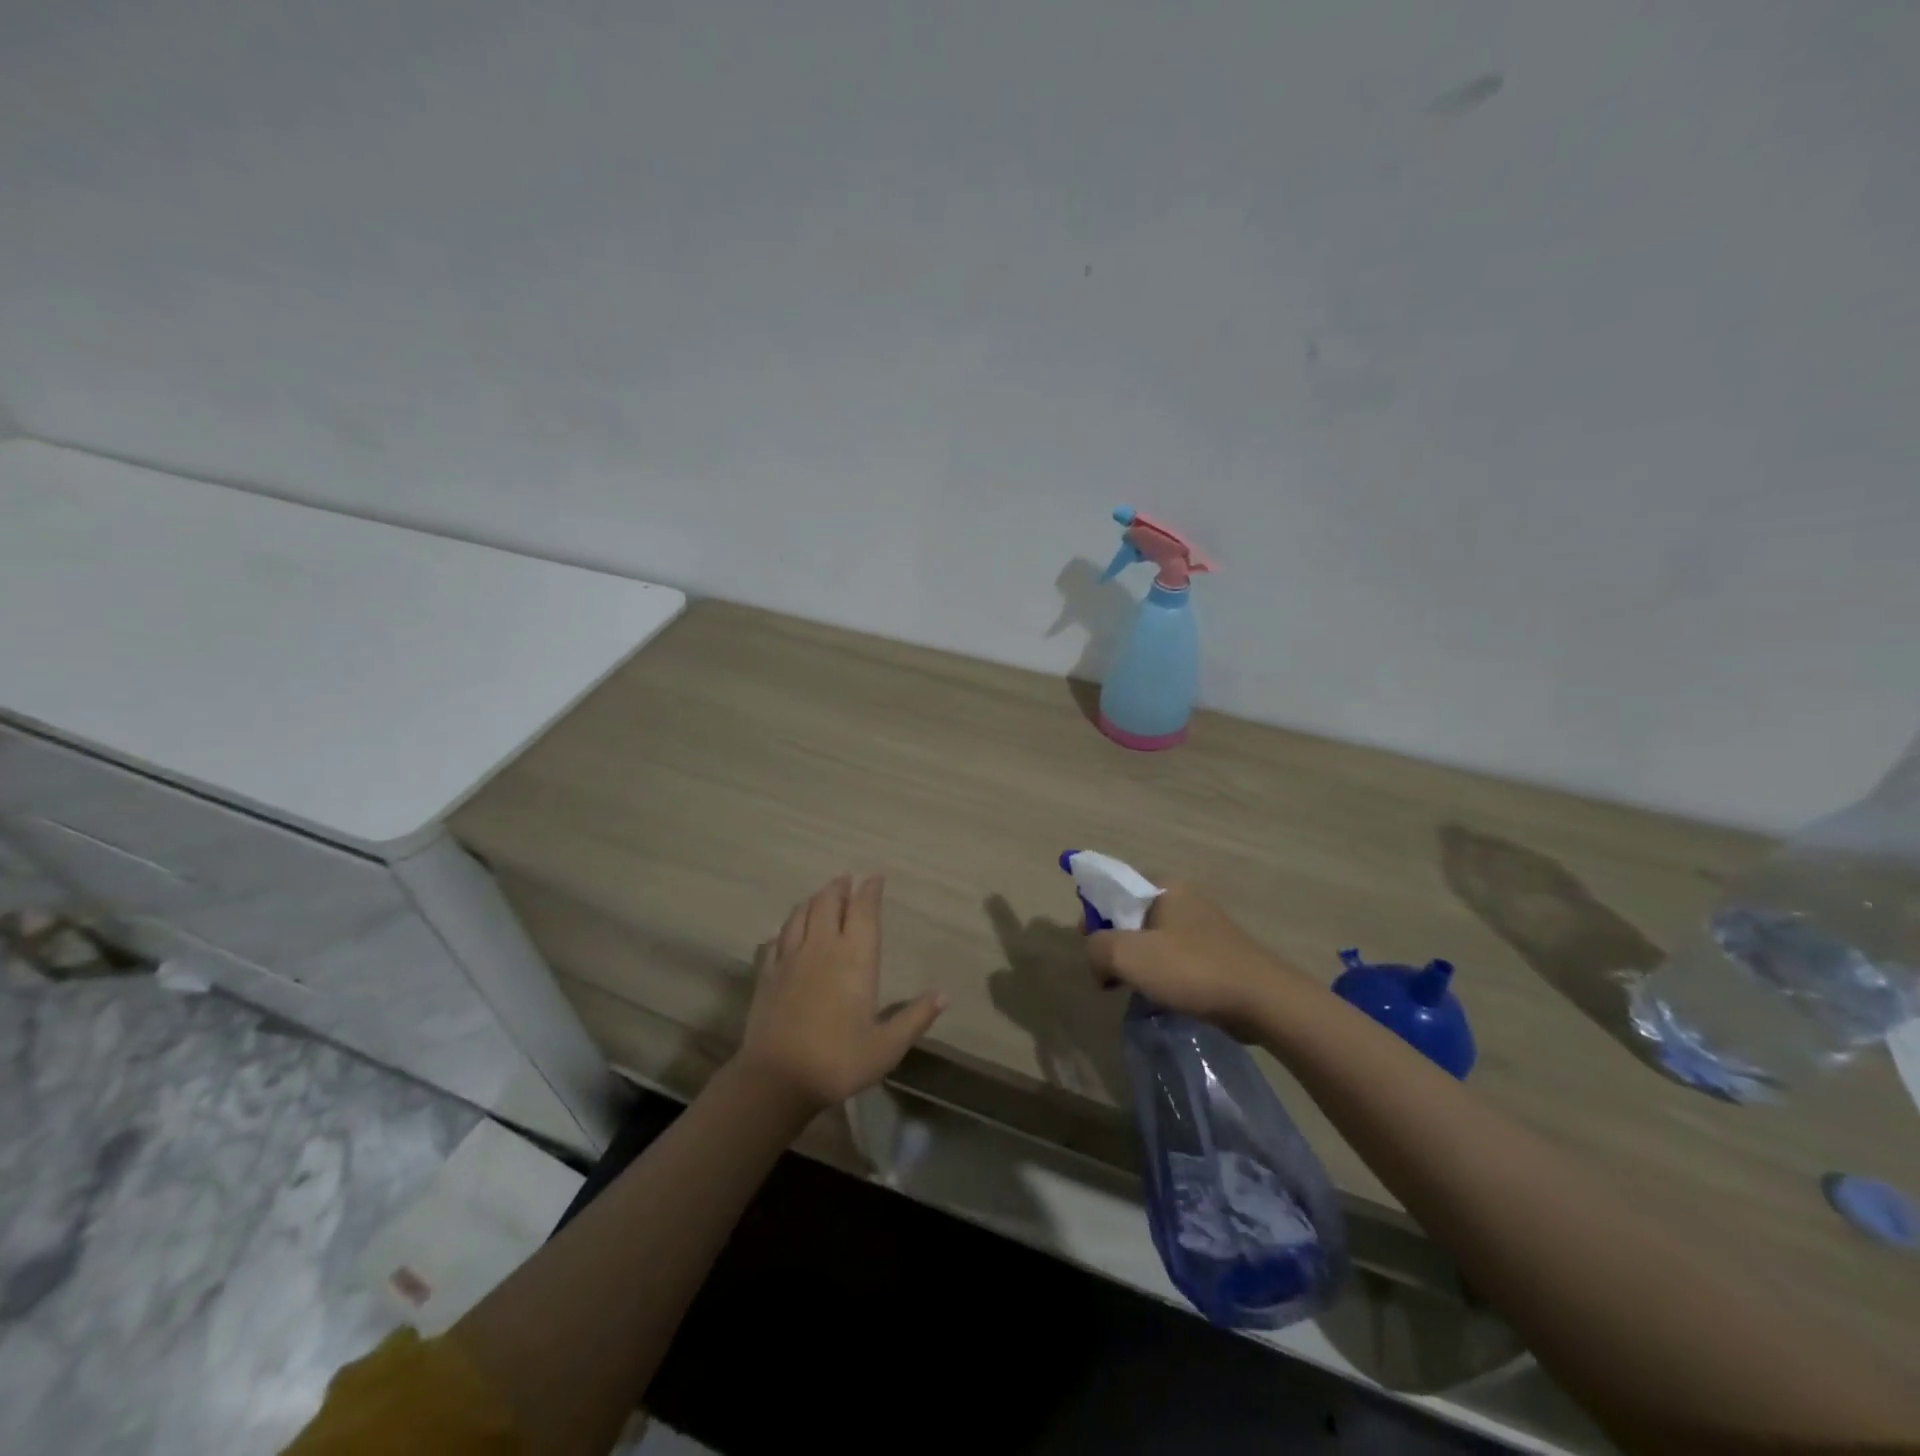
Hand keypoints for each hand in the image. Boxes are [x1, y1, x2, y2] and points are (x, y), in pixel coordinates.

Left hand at [737, 875, 945, 1110]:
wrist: (776, 1079)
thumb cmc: (838, 1060)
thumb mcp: (887, 1046)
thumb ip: (915, 1017)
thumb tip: (944, 994)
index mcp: (855, 958)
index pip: (864, 910)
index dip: (870, 890)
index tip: (875, 877)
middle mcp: (822, 947)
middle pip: (828, 902)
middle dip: (839, 887)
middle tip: (847, 881)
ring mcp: (790, 958)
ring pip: (801, 914)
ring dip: (814, 900)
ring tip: (821, 897)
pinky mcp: (767, 973)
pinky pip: (776, 939)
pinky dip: (787, 928)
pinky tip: (787, 932)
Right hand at [1085, 883, 1311, 1039]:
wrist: (1263, 1001)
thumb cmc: (1192, 970)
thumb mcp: (1129, 955)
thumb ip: (1097, 947)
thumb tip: (1095, 956)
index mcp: (1164, 887)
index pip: (1113, 887)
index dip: (1092, 914)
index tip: (1087, 946)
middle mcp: (1184, 898)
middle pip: (1130, 914)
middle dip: (1112, 943)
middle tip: (1106, 974)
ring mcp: (1203, 925)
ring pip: (1151, 938)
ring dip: (1135, 962)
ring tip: (1130, 989)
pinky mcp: (1216, 952)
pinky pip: (1173, 956)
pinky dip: (1159, 973)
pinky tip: (1158, 995)